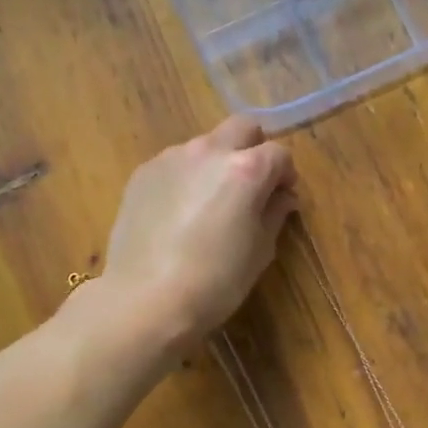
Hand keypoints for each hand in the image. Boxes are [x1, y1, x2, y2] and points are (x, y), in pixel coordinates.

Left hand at [99, 116, 297, 354]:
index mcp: (246, 170)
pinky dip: (186, 177)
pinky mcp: (142, 174)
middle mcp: (209, 151)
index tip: (282, 198)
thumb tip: (282, 197)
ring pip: (205, 144)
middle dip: (253, 149)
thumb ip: (274, 214)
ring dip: (216, 163)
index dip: (285, 175)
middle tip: (251, 186)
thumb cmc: (215, 282)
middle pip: (241, 128)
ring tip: (209, 203)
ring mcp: (170, 159)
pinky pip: (175, 164)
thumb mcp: (259, 252)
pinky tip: (179, 214)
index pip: (279, 154)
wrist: (145, 300)